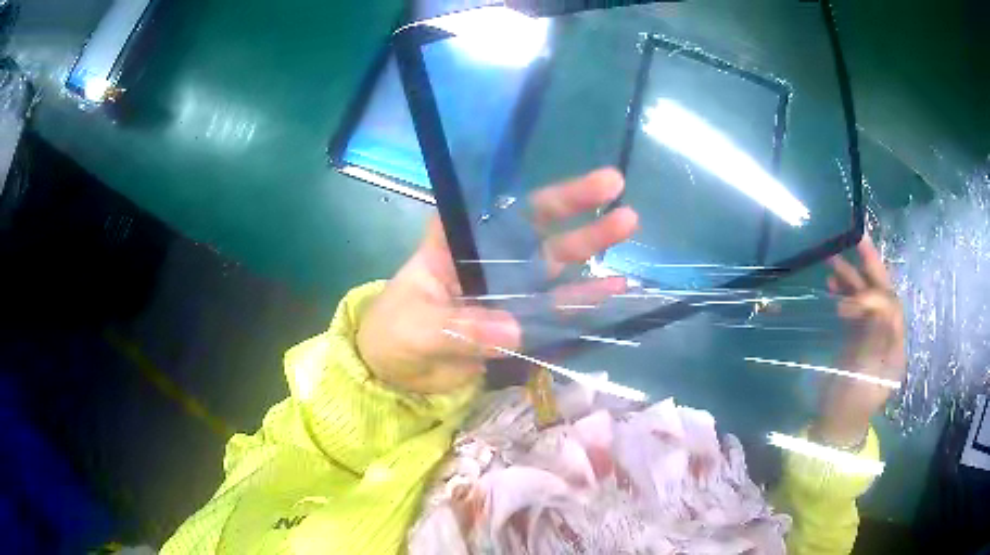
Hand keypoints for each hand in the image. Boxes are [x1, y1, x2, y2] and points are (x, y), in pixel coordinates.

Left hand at [356, 168, 638, 393]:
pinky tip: (614, 286)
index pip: (495, 209)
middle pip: (536, 226)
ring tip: (627, 223)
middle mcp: (489, 257)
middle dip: (574, 205)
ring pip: (555, 262)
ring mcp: (509, 288)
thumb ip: (462, 325)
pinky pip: (556, 308)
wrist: (397, 373)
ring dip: (590, 245)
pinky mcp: (521, 319)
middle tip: (614, 185)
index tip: (560, 175)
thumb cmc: (394, 334)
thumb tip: (515, 328)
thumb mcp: (418, 326)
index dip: (527, 191)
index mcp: (457, 244)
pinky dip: (584, 299)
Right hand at [814, 234, 905, 446]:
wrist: (836, 425)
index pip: (892, 308)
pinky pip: (854, 310)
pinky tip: (832, 287)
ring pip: (867, 299)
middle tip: (857, 240)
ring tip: (833, 262)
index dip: (875, 296)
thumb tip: (874, 303)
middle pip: (884, 295)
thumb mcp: (865, 375)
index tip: (854, 299)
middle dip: (871, 267)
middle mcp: (888, 336)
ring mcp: (872, 336)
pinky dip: (845, 295)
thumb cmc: (850, 405)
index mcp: (895, 347)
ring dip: (853, 280)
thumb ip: (873, 338)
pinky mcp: (858, 339)